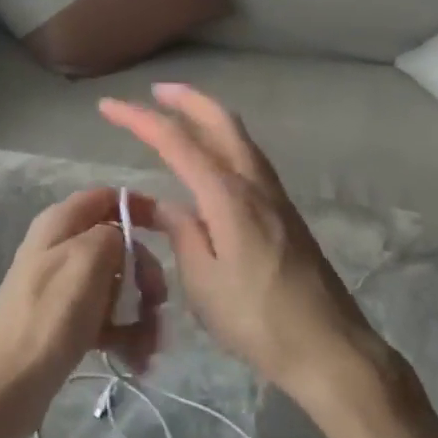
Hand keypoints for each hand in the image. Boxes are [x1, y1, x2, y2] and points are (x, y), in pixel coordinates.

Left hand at [0, 188, 166, 437]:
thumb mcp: (87, 259)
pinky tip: (137, 360)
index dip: (139, 207)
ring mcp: (63, 287)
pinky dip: (126, 336)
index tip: (169, 230)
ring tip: (150, 346)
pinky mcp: (66, 323)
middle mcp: (61, 248)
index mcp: (61, 223)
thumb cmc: (49, 316)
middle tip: (158, 302)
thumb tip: (123, 240)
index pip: (107, 197)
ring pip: (117, 286)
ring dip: (141, 312)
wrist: (3, 387)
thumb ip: (113, 235)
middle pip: (119, 245)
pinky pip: (107, 319)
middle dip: (145, 273)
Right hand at [99, 84, 379, 400]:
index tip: (108, 106)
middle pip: (220, 121)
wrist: (328, 346)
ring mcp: (274, 194)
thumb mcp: (203, 282)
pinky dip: (225, 140)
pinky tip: (213, 159)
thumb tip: (167, 207)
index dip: (139, 119)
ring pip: (239, 136)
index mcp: (227, 195)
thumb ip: (182, 234)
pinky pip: (248, 157)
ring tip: (181, 114)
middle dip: (186, 99)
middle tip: (155, 90)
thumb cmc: (257, 319)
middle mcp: (253, 182)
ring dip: (208, 116)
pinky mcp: (285, 211)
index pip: (176, 141)